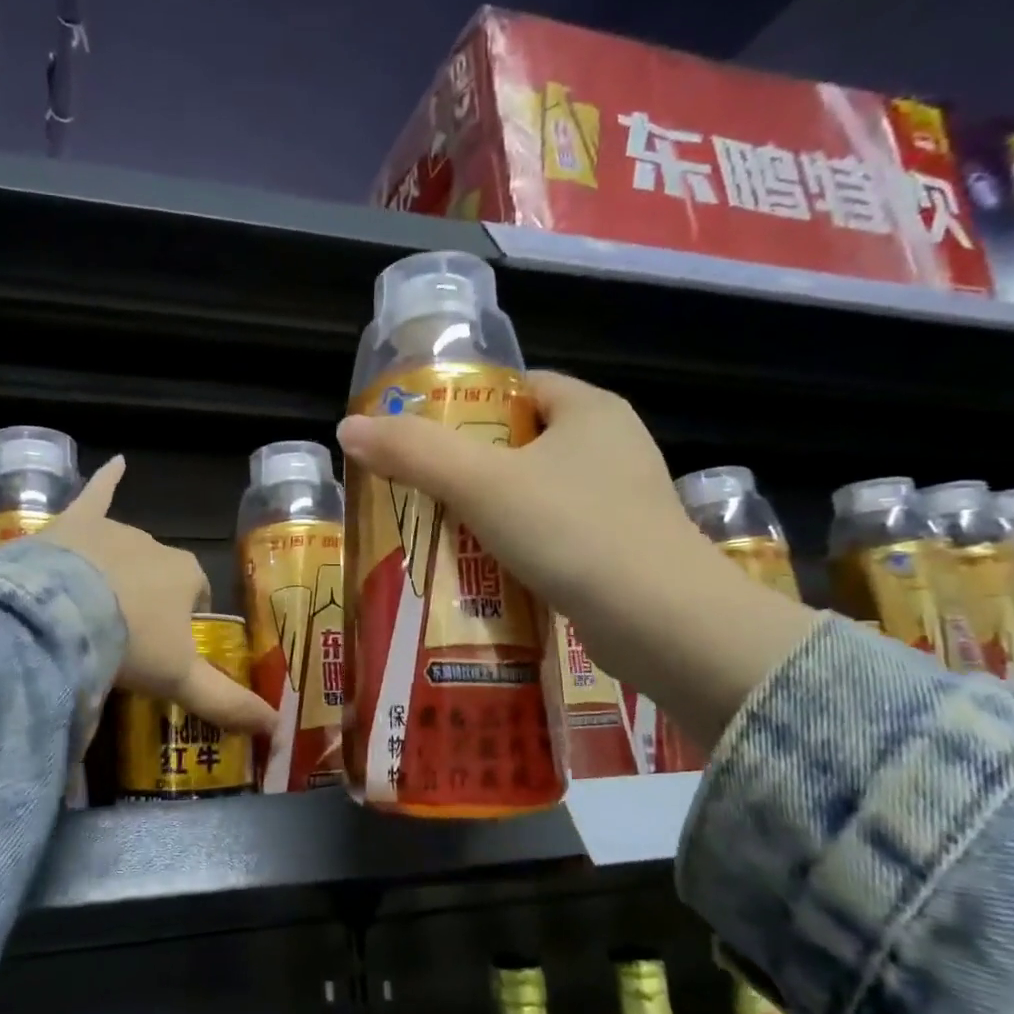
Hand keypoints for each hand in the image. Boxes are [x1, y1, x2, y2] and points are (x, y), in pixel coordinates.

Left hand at [47, 457, 277, 737]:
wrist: (60, 616)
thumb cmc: (131, 645)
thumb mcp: (181, 681)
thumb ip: (227, 702)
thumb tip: (274, 728)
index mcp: (186, 576)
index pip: (195, 592)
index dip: (182, 619)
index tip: (163, 646)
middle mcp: (156, 546)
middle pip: (159, 572)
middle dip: (147, 597)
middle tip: (123, 636)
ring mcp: (113, 531)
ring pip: (124, 548)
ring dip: (117, 571)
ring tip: (91, 609)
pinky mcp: (74, 524)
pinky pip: (95, 494)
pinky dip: (105, 480)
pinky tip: (116, 462)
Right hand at [336, 371, 817, 745]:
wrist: (664, 624)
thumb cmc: (573, 532)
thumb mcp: (482, 484)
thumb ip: (413, 453)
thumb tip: (349, 428)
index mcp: (591, 410)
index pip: (517, 389)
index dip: (466, 408)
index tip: (422, 440)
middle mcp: (613, 447)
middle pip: (522, 443)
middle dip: (470, 468)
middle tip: (418, 493)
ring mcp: (622, 502)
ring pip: (536, 494)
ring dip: (491, 514)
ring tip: (439, 534)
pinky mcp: (622, 551)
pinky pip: (554, 536)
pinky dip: (519, 548)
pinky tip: (484, 571)